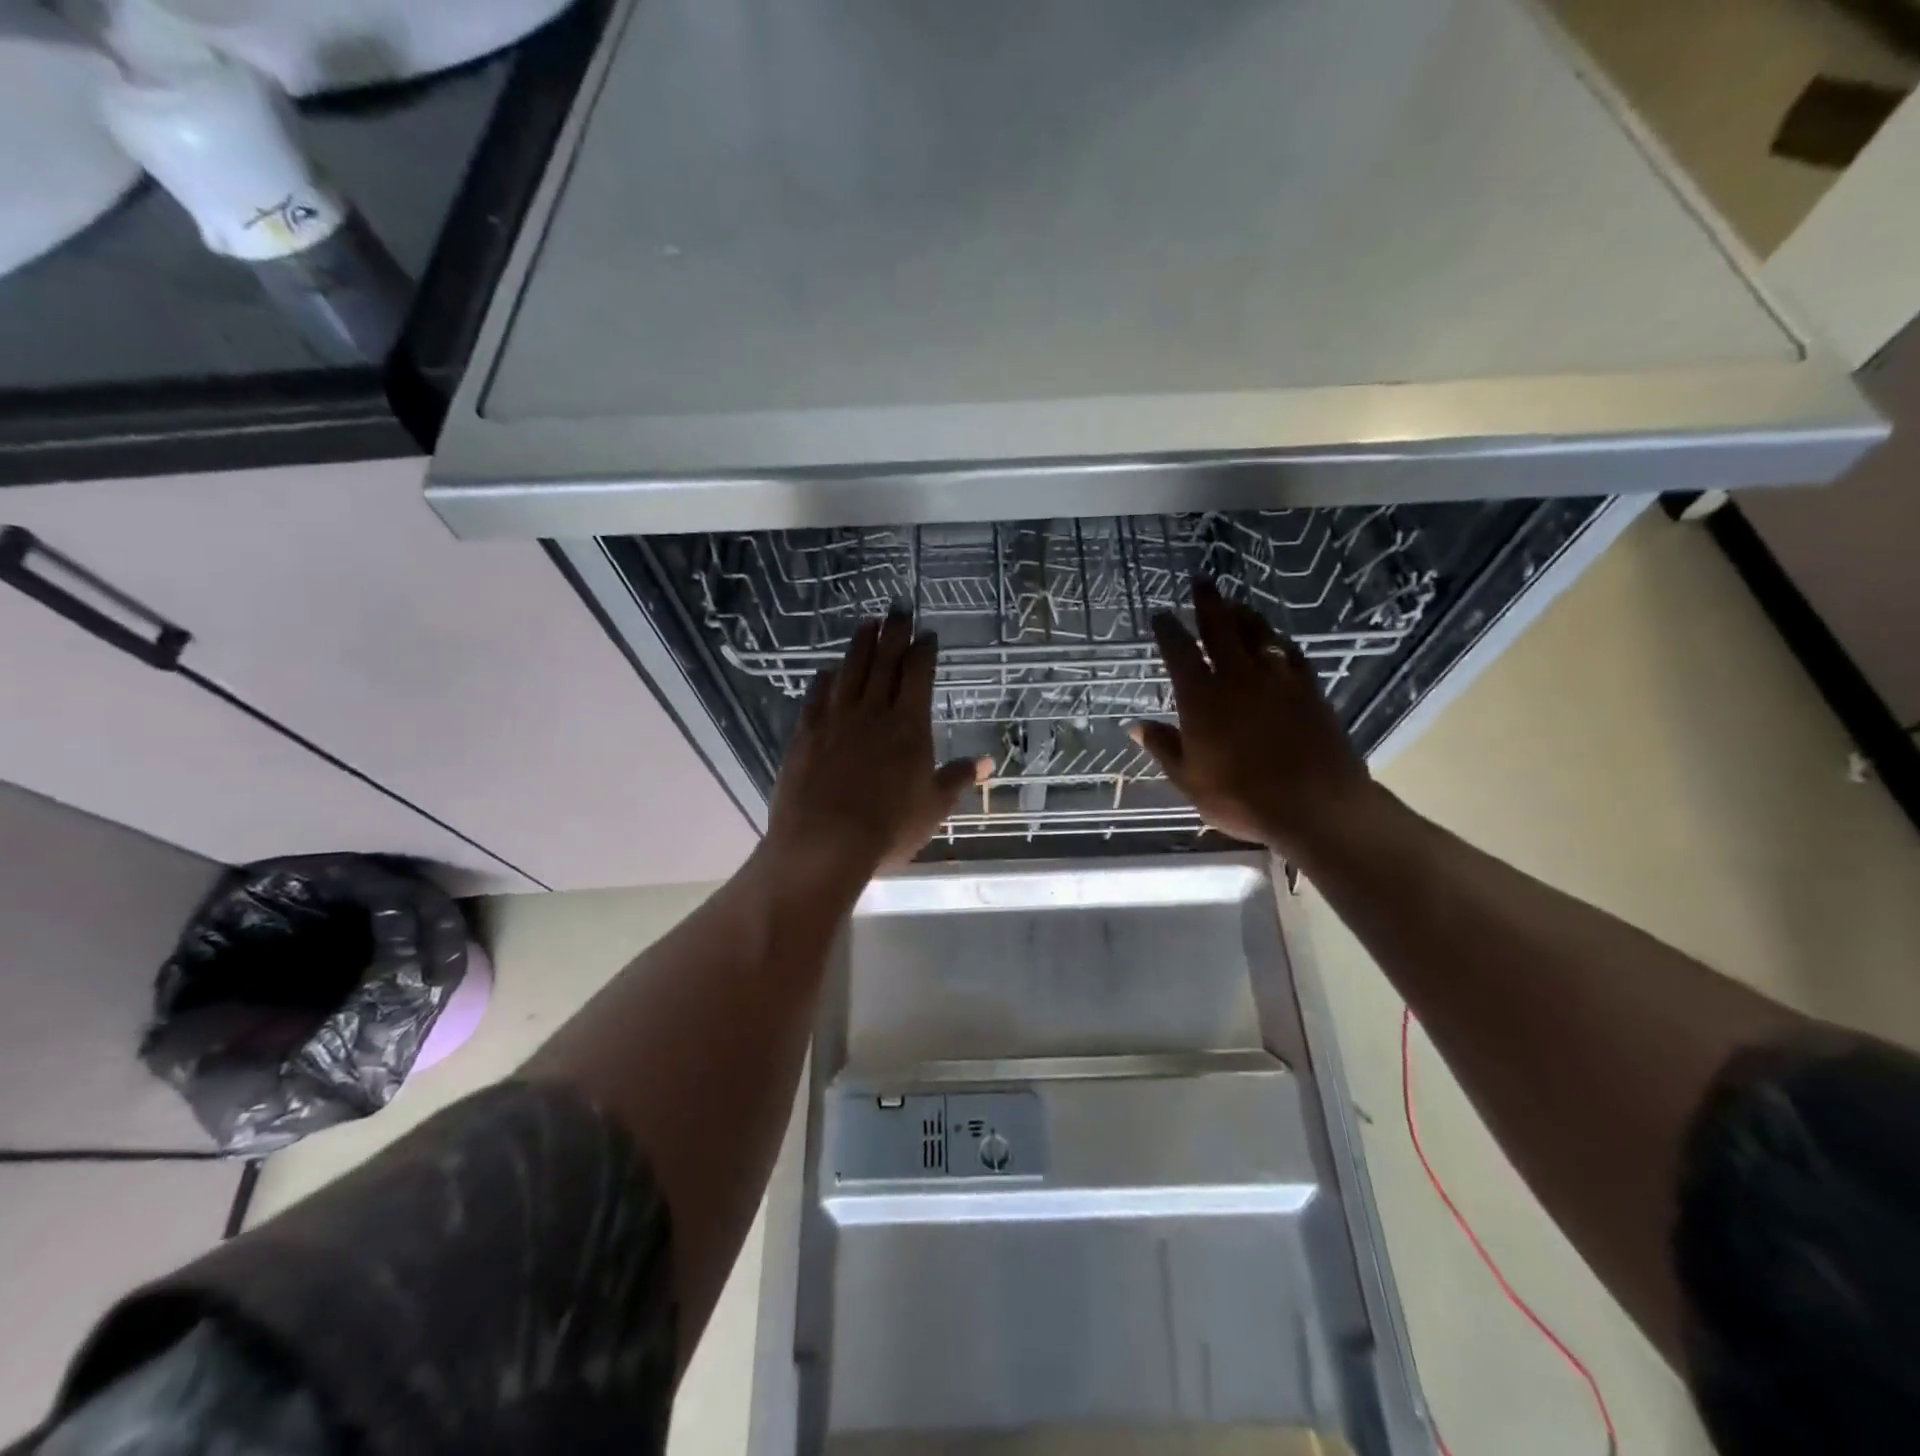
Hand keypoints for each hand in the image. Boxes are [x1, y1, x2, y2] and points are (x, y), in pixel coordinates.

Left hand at [763, 611, 987, 892]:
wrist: (825, 842)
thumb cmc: (889, 827)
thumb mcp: (934, 806)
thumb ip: (958, 778)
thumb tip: (988, 762)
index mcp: (909, 725)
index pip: (918, 675)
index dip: (924, 651)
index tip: (928, 633)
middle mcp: (873, 712)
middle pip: (885, 662)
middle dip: (894, 633)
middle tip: (899, 609)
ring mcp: (835, 719)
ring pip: (850, 671)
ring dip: (860, 645)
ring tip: (867, 623)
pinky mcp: (806, 733)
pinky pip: (817, 696)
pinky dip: (824, 679)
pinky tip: (827, 670)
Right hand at [1129, 579, 1376, 857]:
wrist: (1315, 805)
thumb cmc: (1242, 798)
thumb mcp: (1189, 780)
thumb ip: (1164, 747)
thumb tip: (1135, 726)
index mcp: (1202, 698)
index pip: (1179, 653)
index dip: (1168, 630)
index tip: (1160, 615)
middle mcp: (1237, 678)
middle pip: (1220, 628)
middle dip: (1208, 602)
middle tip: (1201, 581)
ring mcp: (1277, 679)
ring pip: (1257, 634)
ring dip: (1243, 614)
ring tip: (1235, 603)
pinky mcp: (1308, 689)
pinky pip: (1290, 653)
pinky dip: (1277, 641)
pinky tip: (1275, 640)